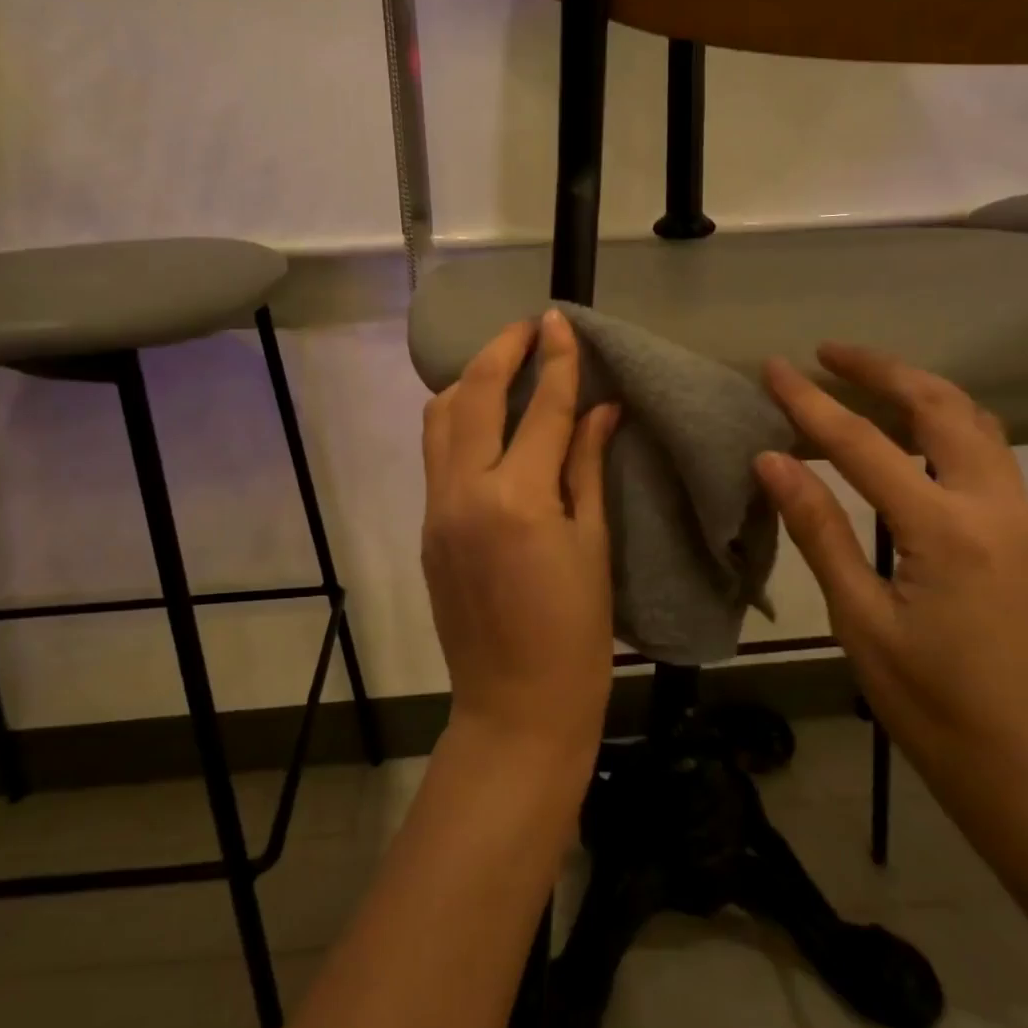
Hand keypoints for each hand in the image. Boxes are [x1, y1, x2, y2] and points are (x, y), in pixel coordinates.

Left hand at [421, 311, 620, 761]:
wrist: (515, 708)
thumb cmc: (575, 635)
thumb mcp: (593, 544)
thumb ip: (588, 466)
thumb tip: (601, 408)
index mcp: (518, 498)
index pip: (541, 407)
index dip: (555, 358)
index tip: (560, 319)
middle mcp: (465, 491)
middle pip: (474, 395)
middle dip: (501, 350)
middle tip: (529, 327)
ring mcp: (437, 508)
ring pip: (440, 418)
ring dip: (470, 380)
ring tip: (504, 365)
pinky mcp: (426, 526)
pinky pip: (436, 453)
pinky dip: (457, 420)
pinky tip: (486, 419)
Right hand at [754, 345, 1027, 811]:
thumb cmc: (938, 710)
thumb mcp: (862, 622)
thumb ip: (819, 532)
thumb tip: (772, 461)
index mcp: (946, 532)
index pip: (862, 445)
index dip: (810, 402)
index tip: (772, 367)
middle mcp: (996, 509)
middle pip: (941, 408)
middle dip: (882, 370)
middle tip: (828, 353)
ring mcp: (1024, 522)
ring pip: (976, 425)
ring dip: (920, 391)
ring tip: (867, 380)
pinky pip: (988, 456)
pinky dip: (945, 425)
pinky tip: (912, 437)